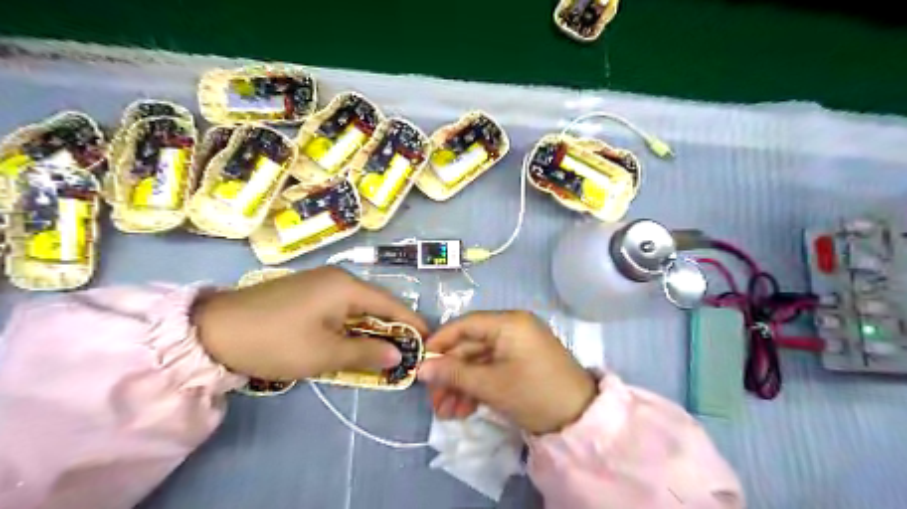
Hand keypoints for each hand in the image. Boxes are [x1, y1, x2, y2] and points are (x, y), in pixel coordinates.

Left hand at [191, 266, 425, 381]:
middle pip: (375, 303)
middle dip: (391, 328)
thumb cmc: (276, 342)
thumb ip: (366, 352)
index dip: (411, 323)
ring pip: (356, 306)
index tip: (427, 340)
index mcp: (346, 286)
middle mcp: (337, 277)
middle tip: (404, 351)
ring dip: (369, 328)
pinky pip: (339, 307)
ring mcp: (319, 282)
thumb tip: (397, 355)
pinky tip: (350, 340)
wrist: (213, 331)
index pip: (391, 304)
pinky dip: (350, 324)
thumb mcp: (325, 353)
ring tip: (381, 350)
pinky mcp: (305, 291)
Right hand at [417, 310, 595, 432]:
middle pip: (470, 346)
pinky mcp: (520, 365)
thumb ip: (454, 374)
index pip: (465, 324)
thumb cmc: (535, 393)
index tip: (420, 363)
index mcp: (508, 323)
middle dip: (450, 374)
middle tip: (433, 400)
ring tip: (446, 413)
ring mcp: (516, 348)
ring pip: (478, 362)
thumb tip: (420, 369)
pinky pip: (491, 371)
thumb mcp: (491, 385)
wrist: (581, 420)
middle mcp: (511, 329)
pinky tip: (463, 411)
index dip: (440, 342)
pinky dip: (477, 388)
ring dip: (461, 386)